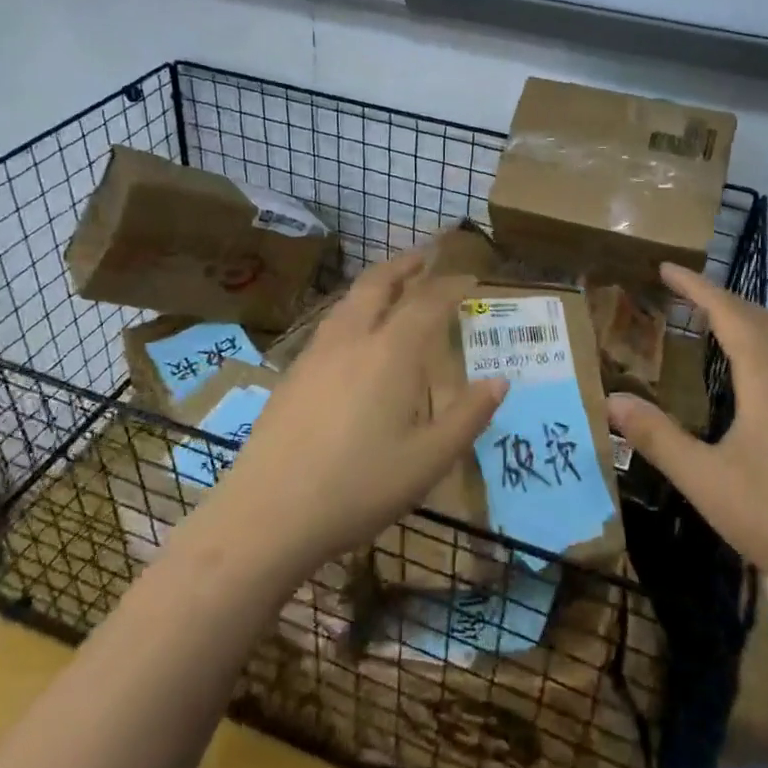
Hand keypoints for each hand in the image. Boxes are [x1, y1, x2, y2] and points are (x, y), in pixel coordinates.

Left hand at [206, 250, 506, 575]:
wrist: (268, 513)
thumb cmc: (358, 488)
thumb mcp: (428, 461)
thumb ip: (467, 417)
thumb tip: (500, 382)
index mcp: (390, 353)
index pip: (427, 302)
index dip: (450, 285)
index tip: (469, 277)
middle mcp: (352, 340)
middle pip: (378, 283)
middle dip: (405, 264)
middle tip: (426, 254)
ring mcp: (315, 353)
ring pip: (349, 299)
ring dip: (376, 282)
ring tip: (392, 284)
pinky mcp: (292, 373)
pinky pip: (331, 322)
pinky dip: (353, 307)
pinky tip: (353, 332)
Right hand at [606, 262, 767, 587]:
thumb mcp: (705, 480)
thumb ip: (658, 438)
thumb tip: (612, 399)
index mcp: (766, 383)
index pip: (730, 315)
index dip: (697, 288)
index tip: (666, 269)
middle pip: (761, 319)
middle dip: (721, 298)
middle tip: (683, 293)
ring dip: (744, 321)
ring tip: (709, 325)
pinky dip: (759, 347)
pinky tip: (744, 380)